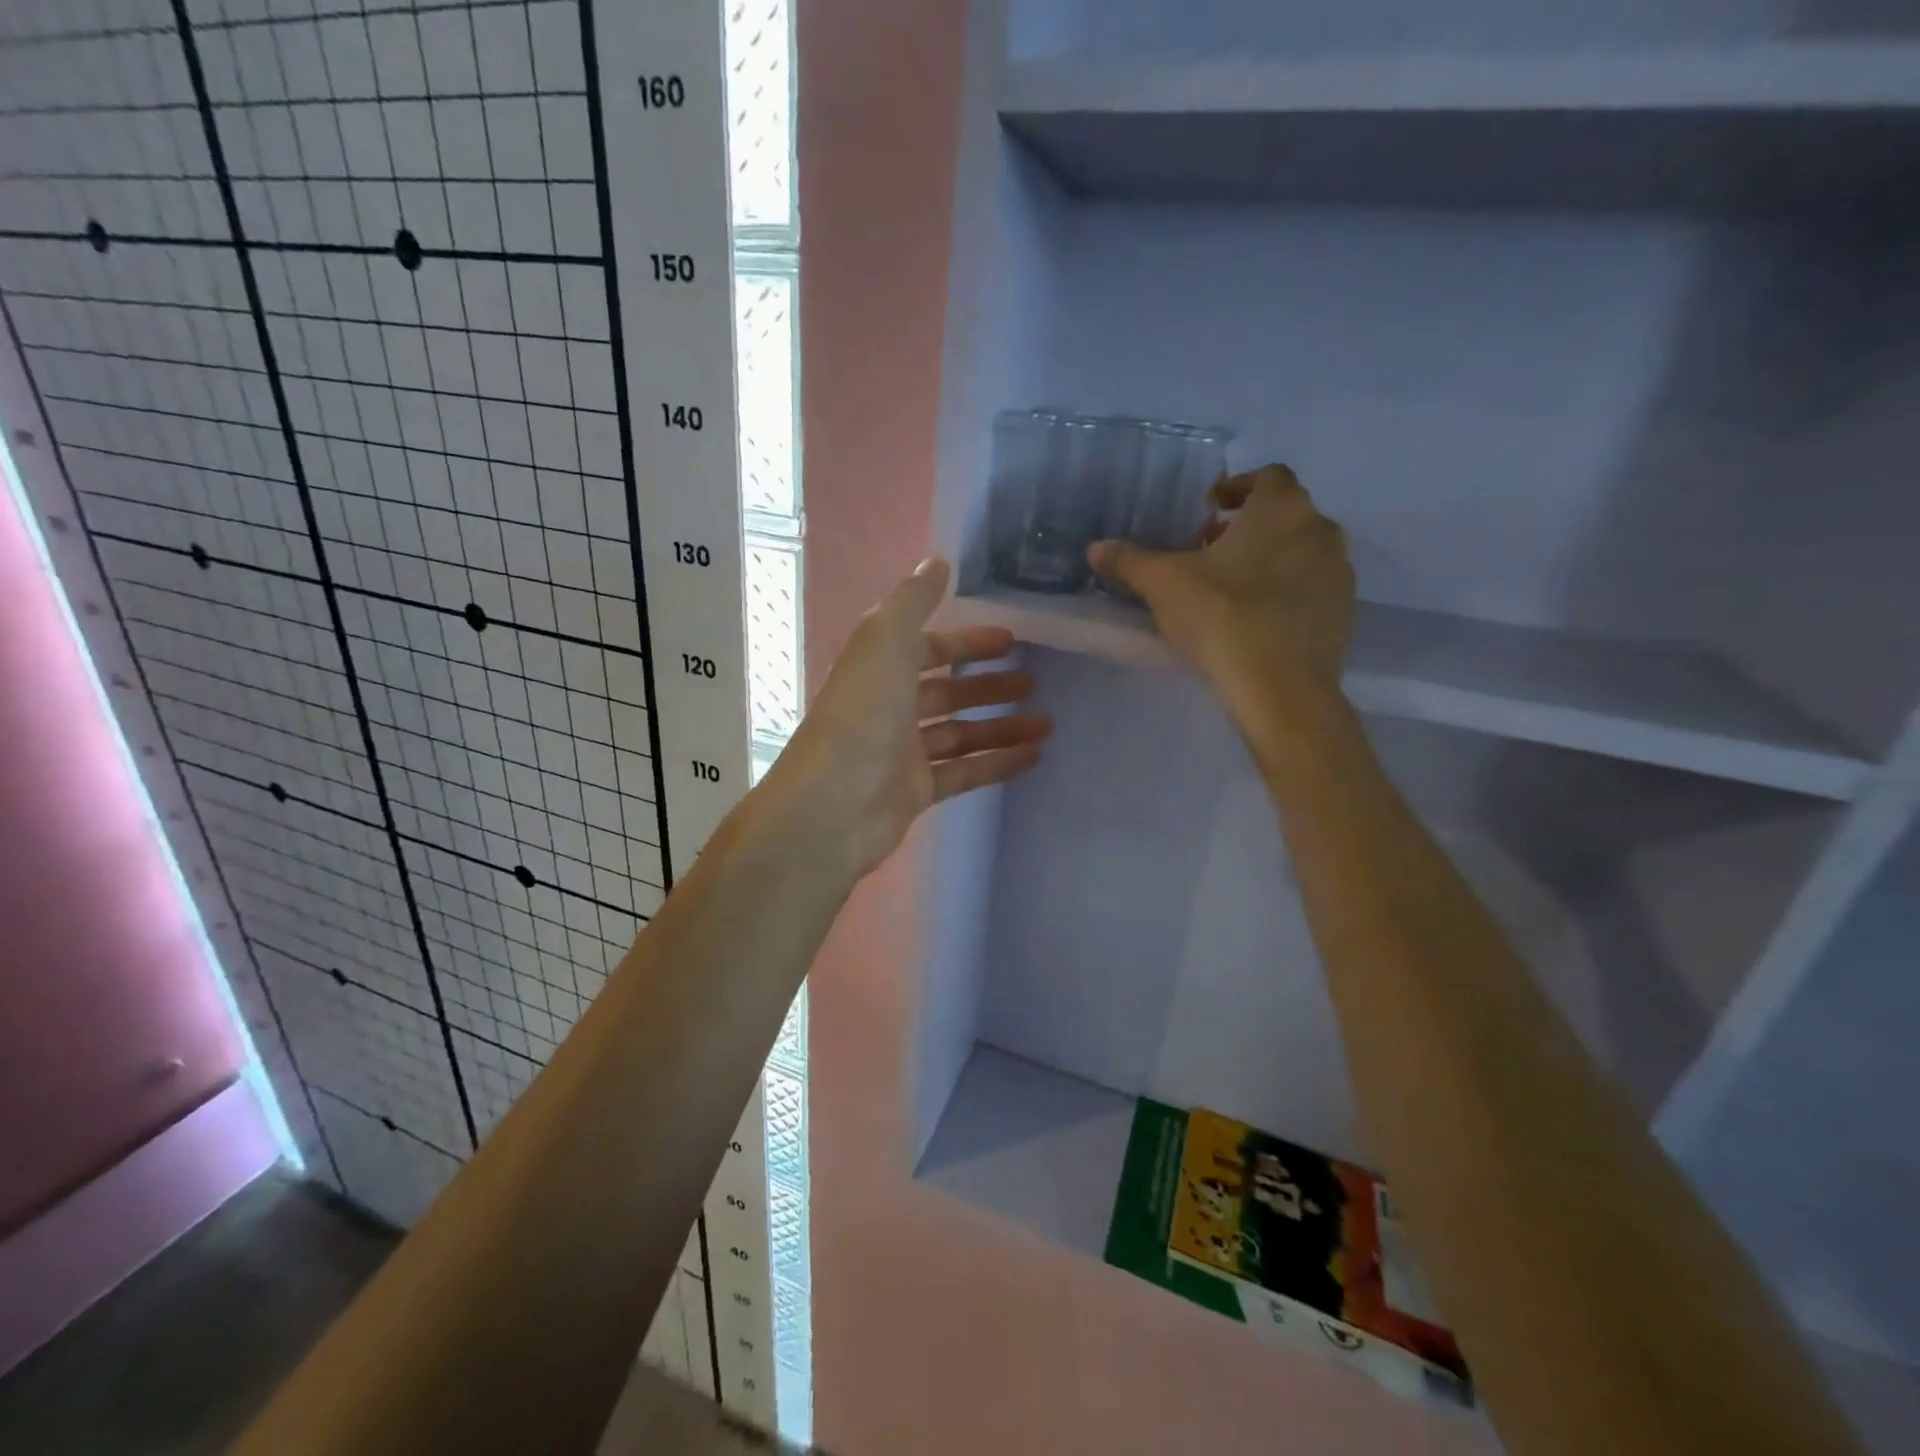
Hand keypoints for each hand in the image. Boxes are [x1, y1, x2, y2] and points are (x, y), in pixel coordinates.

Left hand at [768, 557, 1050, 878]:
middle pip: (947, 691)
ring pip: (961, 733)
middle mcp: (890, 708)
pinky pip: (965, 771)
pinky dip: (997, 762)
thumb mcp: (884, 642)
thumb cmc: (861, 717)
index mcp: (880, 669)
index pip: (929, 648)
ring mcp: (903, 752)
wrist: (833, 806)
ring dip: (1002, 725)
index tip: (1012, 639)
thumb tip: (937, 560)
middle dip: (989, 684)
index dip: (967, 641)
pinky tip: (1034, 756)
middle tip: (1036, 681)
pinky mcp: (917, 791)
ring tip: (1047, 721)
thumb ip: (912, 600)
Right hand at [1088, 464, 1354, 750]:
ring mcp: (1339, 573)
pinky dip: (1286, 591)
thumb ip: (1129, 561)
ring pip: (1300, 551)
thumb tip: (1095, 548)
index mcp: (1282, 509)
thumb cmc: (1222, 618)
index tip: (1208, 511)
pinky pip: (1311, 588)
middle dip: (1246, 527)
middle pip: (1283, 514)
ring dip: (1268, 558)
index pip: (1266, 477)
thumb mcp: (1163, 585)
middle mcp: (1320, 530)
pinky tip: (1255, 620)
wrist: (1281, 689)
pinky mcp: (1343, 613)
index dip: (1236, 488)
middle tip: (1209, 552)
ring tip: (1230, 588)